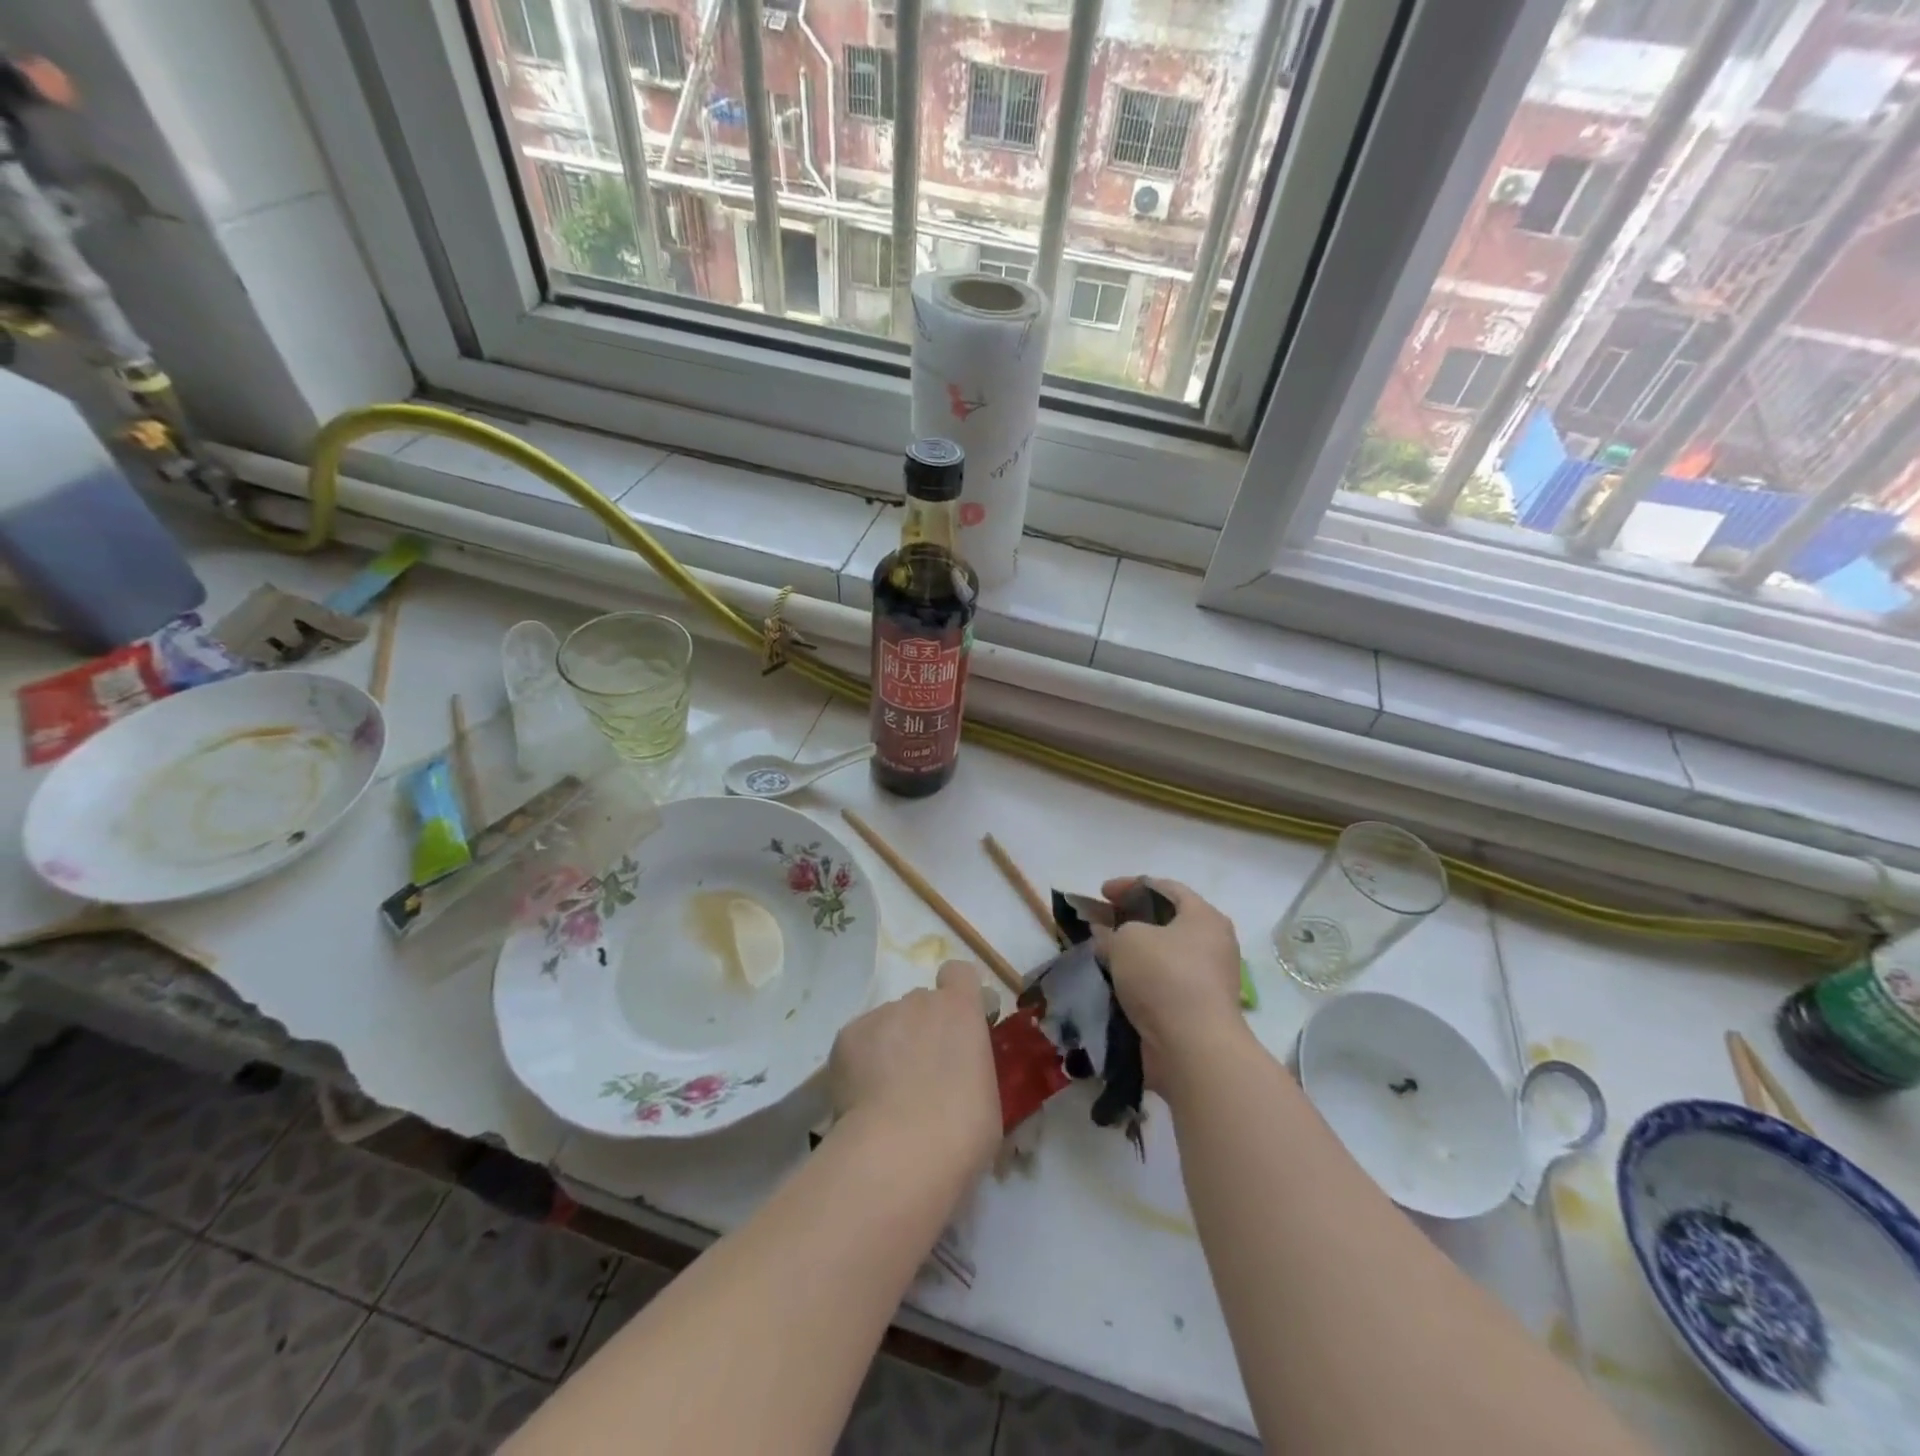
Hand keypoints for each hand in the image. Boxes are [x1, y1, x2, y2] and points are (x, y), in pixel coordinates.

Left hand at [828, 960, 999, 1179]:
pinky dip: (859, 1063)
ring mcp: (880, 1015)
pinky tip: (863, 1100)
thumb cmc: (963, 1130)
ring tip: (885, 1096)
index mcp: (961, 1009)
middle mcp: (919, 1001)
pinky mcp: (846, 1036)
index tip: (957, 1025)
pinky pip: (858, 1043)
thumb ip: (971, 1069)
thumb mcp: (986, 1095)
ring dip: (889, 1047)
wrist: (902, 1151)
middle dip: (921, 1029)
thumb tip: (959, 1080)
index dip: (957, 994)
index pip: (959, 973)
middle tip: (921, 1076)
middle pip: (920, 1003)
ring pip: (887, 1024)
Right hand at [1099, 876, 1248, 1097]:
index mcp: (1204, 917)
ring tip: (1102, 954)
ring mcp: (1208, 979)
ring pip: (1162, 955)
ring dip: (1133, 953)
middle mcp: (1213, 944)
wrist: (1192, 1048)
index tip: (1102, 892)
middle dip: (1131, 920)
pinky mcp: (1197, 1010)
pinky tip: (1115, 983)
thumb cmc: (1164, 977)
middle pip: (1166, 921)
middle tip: (1101, 922)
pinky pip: (1163, 984)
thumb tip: (1106, 935)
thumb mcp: (1127, 940)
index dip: (1130, 885)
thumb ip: (1111, 931)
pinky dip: (1139, 980)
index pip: (1166, 888)